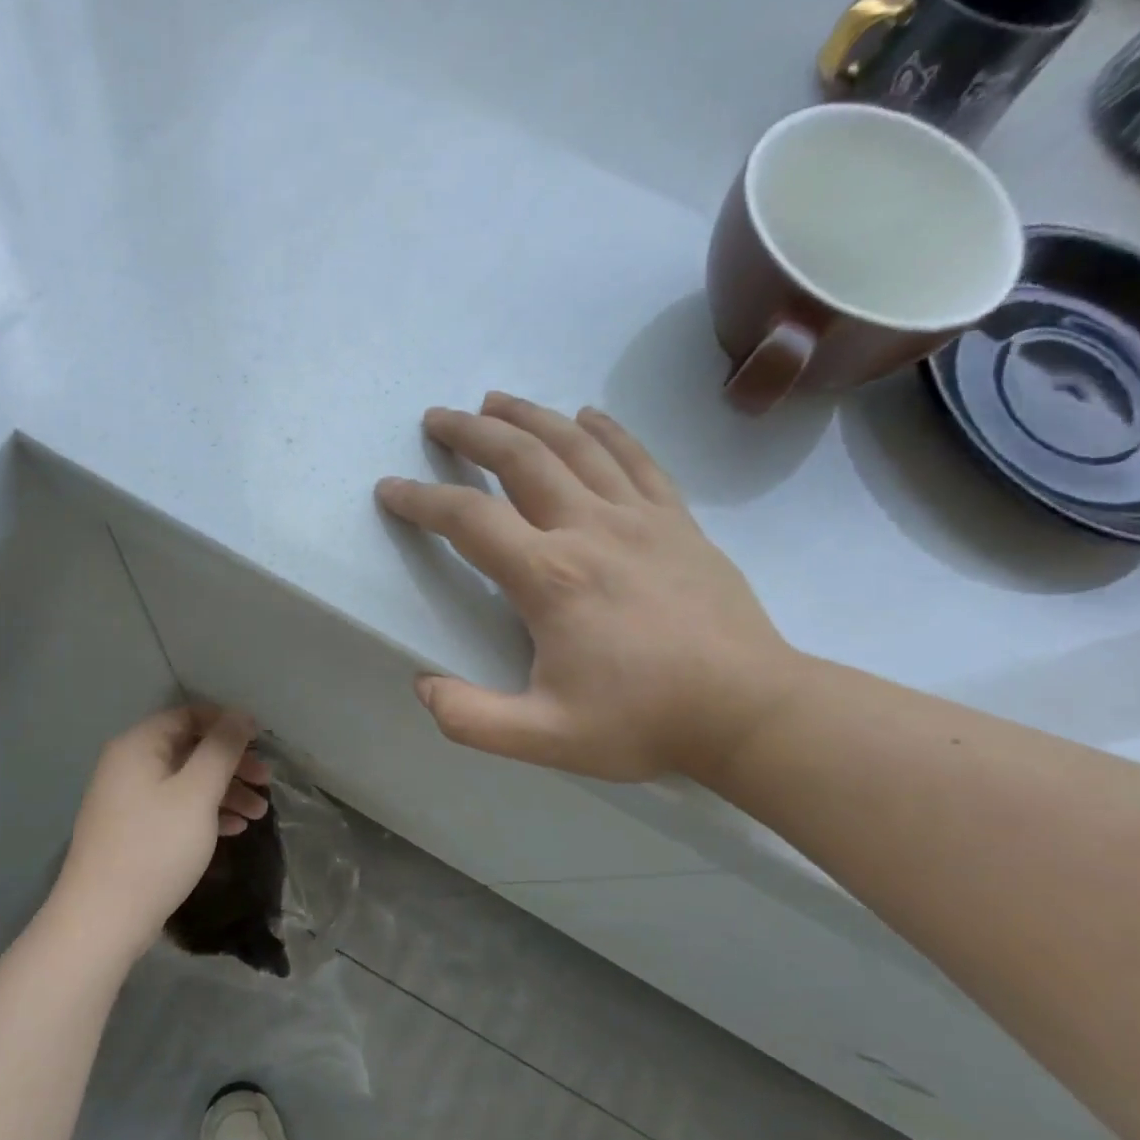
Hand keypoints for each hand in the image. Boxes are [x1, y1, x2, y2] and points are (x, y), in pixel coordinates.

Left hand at [52, 706, 270, 957]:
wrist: (102, 920)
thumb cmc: (155, 847)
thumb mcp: (197, 792)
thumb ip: (222, 749)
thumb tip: (241, 714)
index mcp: (139, 745)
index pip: (189, 715)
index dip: (228, 723)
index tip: (262, 742)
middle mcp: (129, 764)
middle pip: (190, 748)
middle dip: (232, 763)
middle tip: (267, 782)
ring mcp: (128, 799)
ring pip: (186, 781)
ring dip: (225, 791)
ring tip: (259, 814)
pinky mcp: (133, 830)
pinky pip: (175, 807)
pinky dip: (205, 812)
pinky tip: (234, 829)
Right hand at [375, 393, 804, 782]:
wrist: (749, 709)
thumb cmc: (644, 720)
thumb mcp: (545, 738)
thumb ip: (472, 718)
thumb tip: (422, 685)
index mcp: (550, 577)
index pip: (469, 520)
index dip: (421, 500)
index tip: (391, 489)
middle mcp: (590, 528)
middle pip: (520, 458)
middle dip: (471, 433)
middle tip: (438, 419)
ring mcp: (640, 518)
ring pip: (576, 446)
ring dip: (529, 416)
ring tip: (495, 401)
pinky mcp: (678, 521)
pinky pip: (638, 459)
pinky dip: (607, 430)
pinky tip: (587, 415)